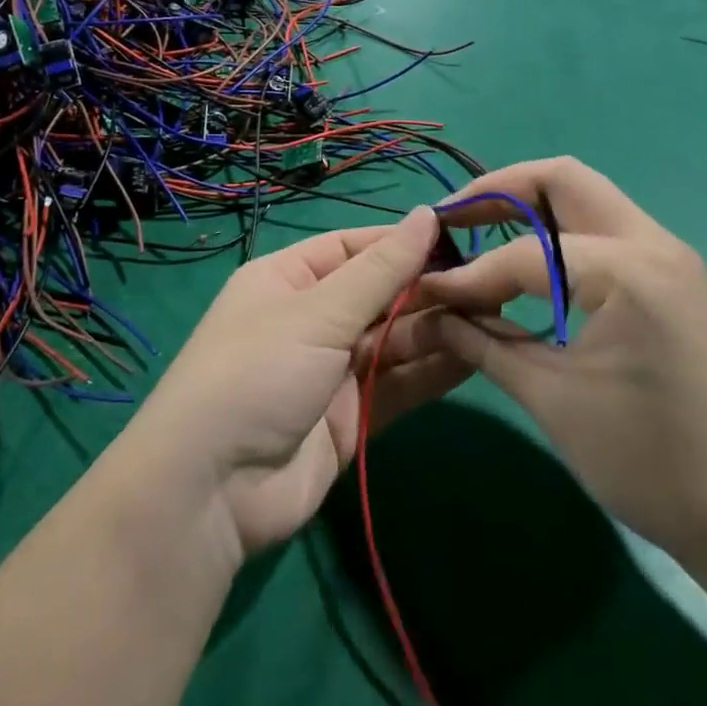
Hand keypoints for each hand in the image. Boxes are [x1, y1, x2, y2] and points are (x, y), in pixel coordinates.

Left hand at [125, 208, 466, 560]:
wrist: (211, 491)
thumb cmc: (257, 372)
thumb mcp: (317, 313)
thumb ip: (380, 271)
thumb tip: (426, 214)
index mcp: (289, 279)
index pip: (354, 248)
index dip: (403, 243)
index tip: (460, 238)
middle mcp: (312, 319)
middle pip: (380, 295)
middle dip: (428, 289)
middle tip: (490, 283)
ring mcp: (332, 371)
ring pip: (394, 340)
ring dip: (438, 329)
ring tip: (495, 315)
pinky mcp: (352, 418)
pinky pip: (398, 385)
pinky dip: (433, 372)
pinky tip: (477, 356)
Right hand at [418, 158, 706, 573]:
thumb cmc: (649, 463)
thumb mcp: (552, 400)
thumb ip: (483, 344)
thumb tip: (427, 312)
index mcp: (628, 273)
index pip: (525, 254)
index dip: (469, 273)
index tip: (424, 291)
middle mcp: (652, 244)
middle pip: (561, 179)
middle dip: (498, 191)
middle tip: (450, 220)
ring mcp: (667, 255)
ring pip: (584, 196)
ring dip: (527, 205)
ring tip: (476, 232)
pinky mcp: (669, 275)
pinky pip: (601, 228)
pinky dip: (555, 231)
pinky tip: (525, 263)